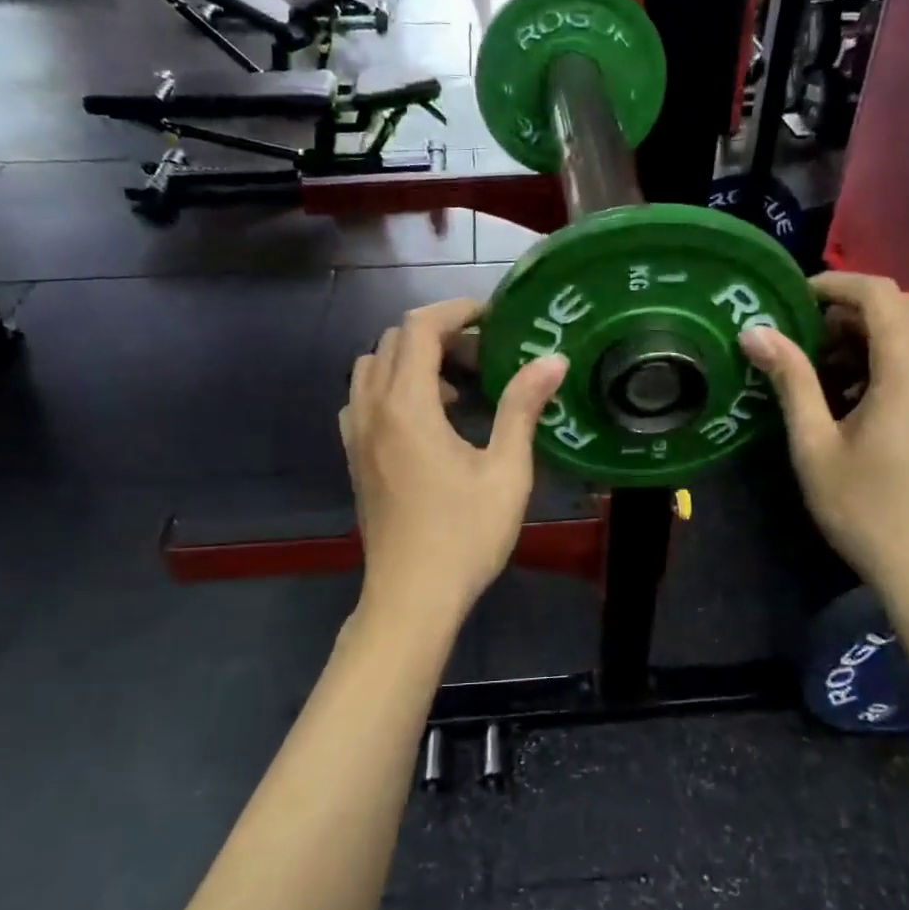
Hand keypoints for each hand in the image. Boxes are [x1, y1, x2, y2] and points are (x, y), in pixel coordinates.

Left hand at [341, 298, 568, 629]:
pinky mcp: (355, 458)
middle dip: (438, 334)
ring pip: (372, 368)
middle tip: (483, 357)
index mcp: (407, 406)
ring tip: (456, 389)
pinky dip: (392, 388)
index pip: (418, 328)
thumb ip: (522, 408)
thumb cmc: (465, 536)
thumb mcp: (506, 471)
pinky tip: (427, 420)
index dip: (456, 311)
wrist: (412, 597)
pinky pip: (364, 399)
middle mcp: (372, 410)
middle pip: (392, 342)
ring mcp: (356, 435)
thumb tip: (553, 359)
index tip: (493, 317)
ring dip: (411, 360)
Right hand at [740, 272, 908, 598]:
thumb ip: (790, 380)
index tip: (797, 298)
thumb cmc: (865, 508)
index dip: (837, 284)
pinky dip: (902, 353)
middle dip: (856, 307)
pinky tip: (867, 390)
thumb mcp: (814, 444)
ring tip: (836, 360)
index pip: (881, 295)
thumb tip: (755, 332)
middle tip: (810, 333)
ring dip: (881, 329)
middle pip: (907, 307)